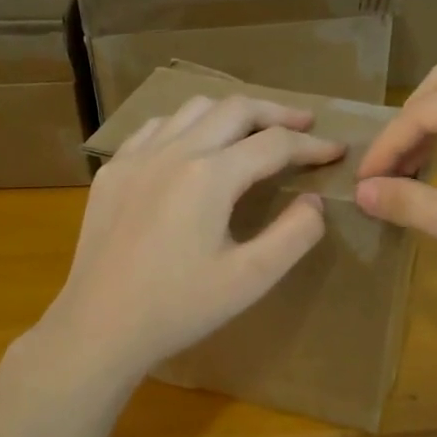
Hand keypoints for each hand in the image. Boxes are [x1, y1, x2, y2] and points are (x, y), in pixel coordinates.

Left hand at [38, 94, 344, 382]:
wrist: (99, 327)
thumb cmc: (179, 308)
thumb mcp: (250, 279)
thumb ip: (295, 235)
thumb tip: (314, 202)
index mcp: (210, 175)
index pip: (274, 143)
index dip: (312, 145)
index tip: (337, 150)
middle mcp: (174, 151)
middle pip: (235, 108)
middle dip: (276, 112)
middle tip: (304, 124)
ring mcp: (137, 157)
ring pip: (193, 108)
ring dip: (231, 112)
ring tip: (253, 130)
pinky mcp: (112, 171)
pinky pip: (156, 127)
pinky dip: (187, 124)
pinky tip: (192, 145)